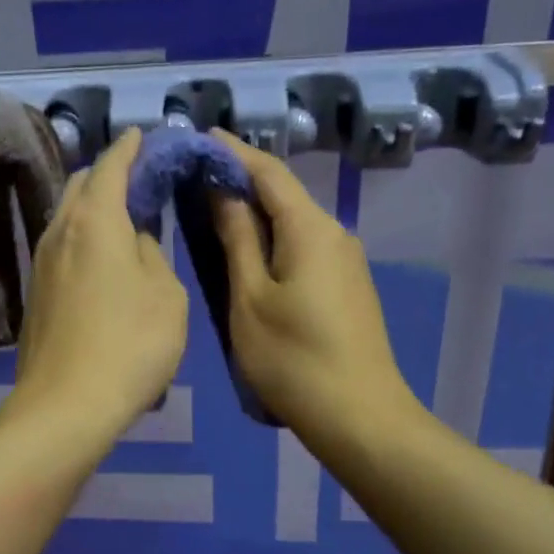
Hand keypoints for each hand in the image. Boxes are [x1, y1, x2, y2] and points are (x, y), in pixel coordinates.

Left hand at [8, 128, 188, 438]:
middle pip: (80, 184)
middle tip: (138, 179)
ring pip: (66, 215)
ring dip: (92, 204)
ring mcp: (40, 262)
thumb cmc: (130, 344)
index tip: (143, 135)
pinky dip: (82, 234)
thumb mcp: (165, 295)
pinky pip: (60, 244)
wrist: (66, 405)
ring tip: (122, 214)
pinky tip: (101, 255)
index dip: (129, 147)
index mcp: (96, 220)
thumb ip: (151, 253)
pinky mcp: (34, 291)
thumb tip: (135, 239)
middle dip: (107, 172)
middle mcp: (60, 230)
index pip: (111, 165)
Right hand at [209, 130, 413, 446]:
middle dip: (240, 181)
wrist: (360, 418)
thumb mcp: (250, 298)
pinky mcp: (345, 286)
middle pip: (283, 194)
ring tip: (209, 212)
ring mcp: (344, 261)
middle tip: (193, 177)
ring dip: (254, 213)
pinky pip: (302, 247)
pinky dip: (270, 239)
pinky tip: (245, 253)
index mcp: (310, 228)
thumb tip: (224, 191)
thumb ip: (237, 239)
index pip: (268, 172)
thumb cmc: (294, 359)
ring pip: (292, 222)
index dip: (233, 151)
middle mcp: (334, 233)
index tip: (198, 135)